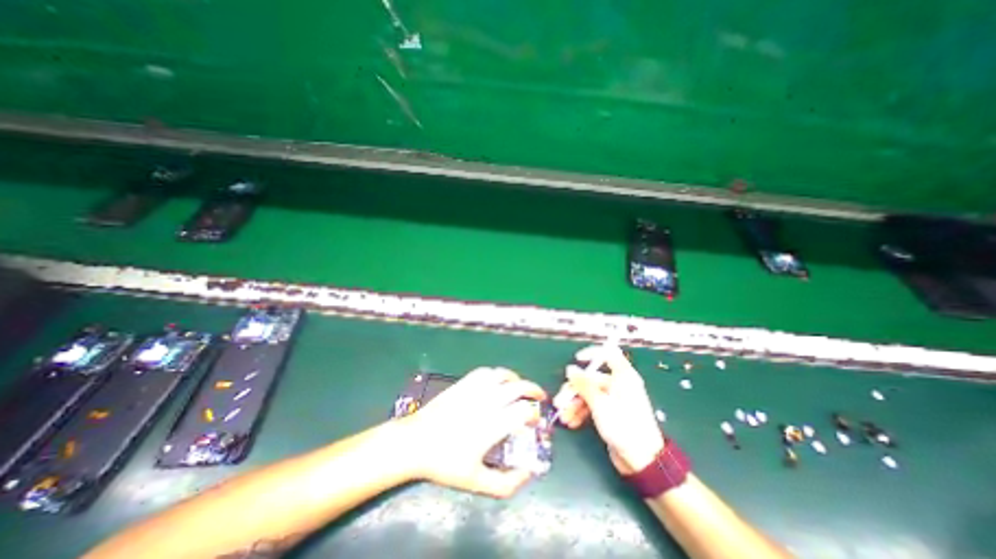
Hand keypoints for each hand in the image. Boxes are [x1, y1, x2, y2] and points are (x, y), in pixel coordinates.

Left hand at [399, 368, 547, 497]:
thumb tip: (528, 473)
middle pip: (518, 387)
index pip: (523, 411)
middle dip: (534, 390)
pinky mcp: (463, 383)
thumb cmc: (445, 463)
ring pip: (502, 374)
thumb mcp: (476, 482)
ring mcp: (474, 389)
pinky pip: (485, 371)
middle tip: (539, 397)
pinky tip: (497, 382)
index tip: (535, 423)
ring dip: (516, 379)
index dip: (535, 415)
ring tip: (520, 387)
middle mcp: (487, 402)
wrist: (415, 442)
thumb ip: (506, 484)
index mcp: (492, 425)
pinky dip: (496, 374)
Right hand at [553, 348, 659, 473]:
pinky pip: (592, 406)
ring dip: (574, 404)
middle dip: (574, 390)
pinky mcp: (610, 413)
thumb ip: (583, 384)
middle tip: (559, 402)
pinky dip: (581, 412)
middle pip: (591, 378)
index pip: (608, 353)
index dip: (592, 353)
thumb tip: (570, 369)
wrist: (642, 461)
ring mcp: (614, 399)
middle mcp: (618, 385)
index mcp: (623, 376)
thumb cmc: (623, 426)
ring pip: (589, 393)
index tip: (578, 359)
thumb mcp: (600, 403)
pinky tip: (572, 422)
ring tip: (564, 417)